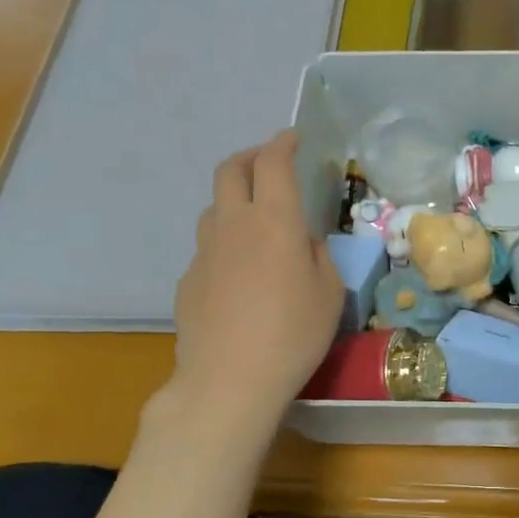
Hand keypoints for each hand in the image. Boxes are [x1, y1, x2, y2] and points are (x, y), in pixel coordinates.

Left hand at [165, 131, 344, 423]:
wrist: (229, 379)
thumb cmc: (293, 334)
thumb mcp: (330, 294)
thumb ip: (320, 258)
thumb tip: (307, 244)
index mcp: (274, 221)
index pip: (273, 163)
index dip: (282, 144)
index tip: (292, 138)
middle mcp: (234, 225)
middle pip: (230, 171)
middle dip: (250, 157)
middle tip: (267, 163)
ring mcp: (204, 252)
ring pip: (214, 207)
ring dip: (234, 199)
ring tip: (254, 218)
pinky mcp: (188, 279)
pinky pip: (208, 247)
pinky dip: (225, 242)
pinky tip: (240, 272)